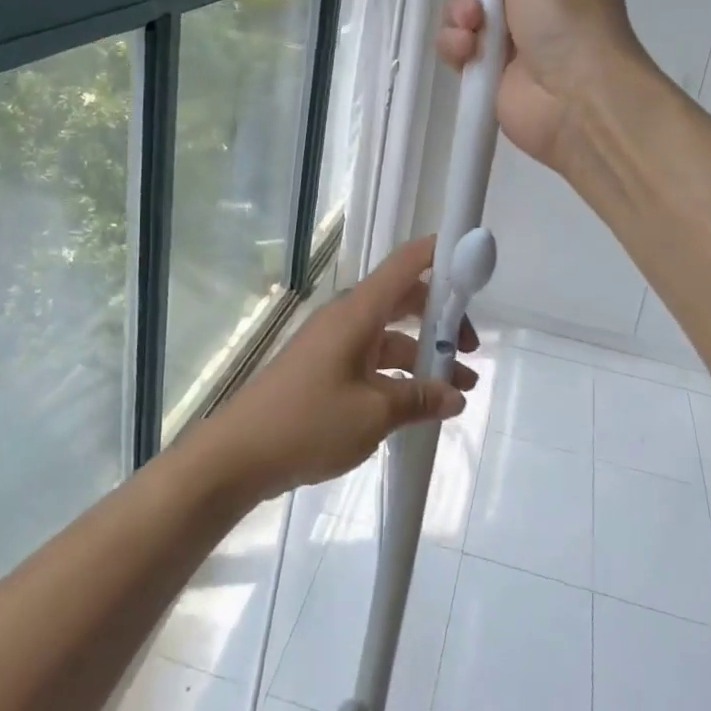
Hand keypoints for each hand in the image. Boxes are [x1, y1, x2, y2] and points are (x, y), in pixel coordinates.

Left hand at [198, 236, 478, 501]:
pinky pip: (371, 361)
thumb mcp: (374, 414)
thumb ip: (420, 400)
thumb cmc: (308, 423)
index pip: (405, 264)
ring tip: (458, 393)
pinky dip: (398, 376)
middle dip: (440, 321)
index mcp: (358, 313)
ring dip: (423, 359)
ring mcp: (332, 345)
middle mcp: (346, 319)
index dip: (441, 254)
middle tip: (470, 350)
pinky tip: (418, 407)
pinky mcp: (323, 370)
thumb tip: (455, 396)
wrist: (237, 455)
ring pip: (389, 338)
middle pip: (403, 301)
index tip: (474, 263)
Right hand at [436, 0, 650, 171]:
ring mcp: (518, 43)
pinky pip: (462, 52)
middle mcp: (542, 4)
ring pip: (466, 19)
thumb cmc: (569, 24)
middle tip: (471, 8)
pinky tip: (467, 54)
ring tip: (472, 34)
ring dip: (458, 20)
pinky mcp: (496, 76)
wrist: (581, 102)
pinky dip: (457, 49)